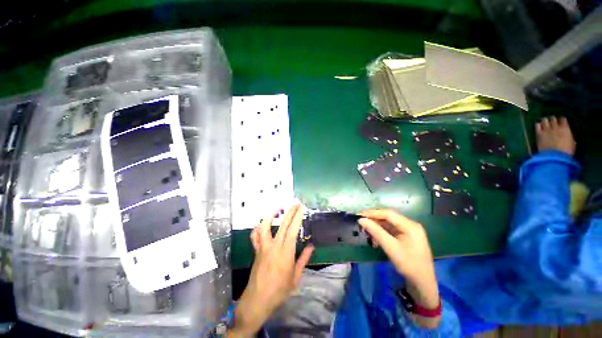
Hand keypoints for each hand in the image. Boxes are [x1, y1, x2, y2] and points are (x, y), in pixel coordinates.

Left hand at [228, 204, 313, 336]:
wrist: (257, 300)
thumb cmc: (279, 291)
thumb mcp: (295, 277)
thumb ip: (303, 260)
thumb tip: (311, 247)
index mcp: (286, 252)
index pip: (293, 230)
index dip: (298, 217)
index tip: (301, 208)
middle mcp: (274, 246)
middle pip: (283, 224)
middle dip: (290, 212)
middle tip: (295, 203)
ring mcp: (263, 247)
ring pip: (265, 226)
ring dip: (271, 215)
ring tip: (277, 208)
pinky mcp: (256, 251)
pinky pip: (255, 236)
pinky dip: (258, 228)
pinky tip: (262, 224)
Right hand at [358, 209, 439, 327]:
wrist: (423, 284)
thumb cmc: (409, 265)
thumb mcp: (391, 248)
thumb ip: (376, 232)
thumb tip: (361, 220)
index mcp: (410, 226)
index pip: (388, 214)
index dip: (373, 213)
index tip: (359, 215)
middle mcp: (410, 225)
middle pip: (388, 217)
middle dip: (374, 220)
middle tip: (361, 222)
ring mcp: (409, 231)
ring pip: (388, 224)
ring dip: (377, 227)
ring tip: (366, 231)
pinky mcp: (406, 237)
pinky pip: (391, 230)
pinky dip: (382, 233)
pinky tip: (375, 238)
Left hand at [536, 116, 574, 155]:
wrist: (555, 156)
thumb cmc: (566, 152)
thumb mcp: (572, 143)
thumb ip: (569, 137)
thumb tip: (567, 135)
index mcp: (565, 129)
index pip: (563, 119)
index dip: (561, 120)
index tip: (560, 121)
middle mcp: (556, 127)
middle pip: (553, 118)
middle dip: (552, 119)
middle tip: (551, 122)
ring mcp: (547, 130)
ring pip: (545, 120)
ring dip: (545, 121)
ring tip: (544, 122)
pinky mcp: (539, 134)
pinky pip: (537, 126)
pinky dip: (538, 125)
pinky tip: (539, 126)